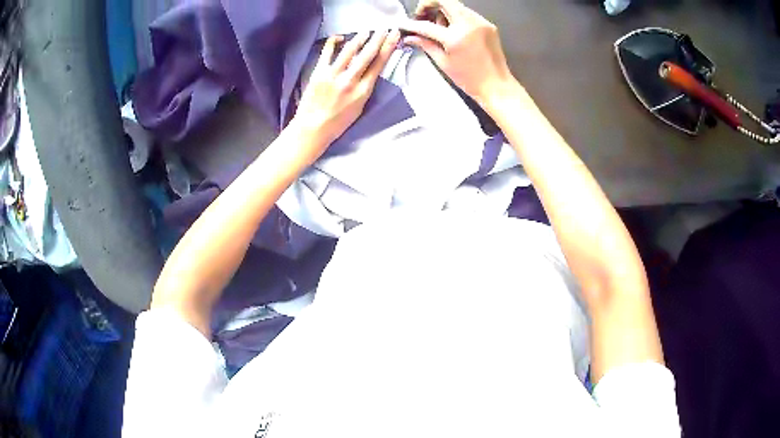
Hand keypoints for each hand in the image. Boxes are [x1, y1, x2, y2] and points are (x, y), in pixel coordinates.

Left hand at [292, 29, 399, 162]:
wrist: (312, 129)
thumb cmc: (337, 123)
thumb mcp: (359, 108)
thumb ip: (365, 88)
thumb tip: (369, 71)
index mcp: (363, 91)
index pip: (379, 64)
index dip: (388, 48)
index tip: (394, 37)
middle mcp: (350, 81)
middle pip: (368, 54)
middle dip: (378, 39)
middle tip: (385, 29)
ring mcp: (333, 75)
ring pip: (350, 50)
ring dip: (360, 39)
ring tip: (367, 32)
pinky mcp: (319, 73)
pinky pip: (328, 52)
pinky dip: (333, 42)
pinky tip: (339, 37)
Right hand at [399, 0, 516, 104]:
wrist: (497, 85)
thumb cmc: (469, 79)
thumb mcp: (443, 62)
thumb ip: (426, 45)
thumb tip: (409, 37)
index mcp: (455, 38)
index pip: (427, 25)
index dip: (413, 24)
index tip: (405, 24)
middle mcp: (469, 24)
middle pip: (444, 1)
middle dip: (429, 5)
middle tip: (422, 16)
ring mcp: (480, 22)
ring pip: (456, 5)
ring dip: (443, 11)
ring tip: (440, 27)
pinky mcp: (488, 24)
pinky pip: (467, 13)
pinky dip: (457, 17)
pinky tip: (455, 30)